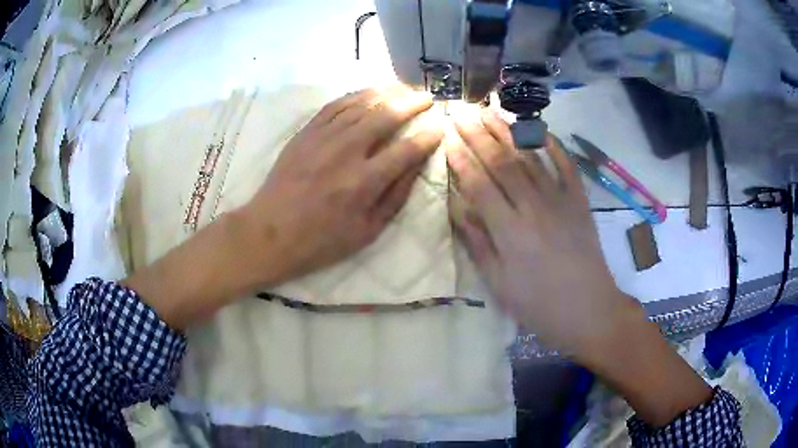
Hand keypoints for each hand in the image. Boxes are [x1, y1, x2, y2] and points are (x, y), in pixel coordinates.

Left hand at [240, 87, 442, 285]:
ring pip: (362, 104)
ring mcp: (323, 137)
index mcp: (365, 182)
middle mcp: (347, 151)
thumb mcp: (367, 231)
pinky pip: (335, 105)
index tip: (439, 127)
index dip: (428, 136)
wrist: (270, 232)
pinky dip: (356, 95)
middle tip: (427, 98)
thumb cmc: (321, 240)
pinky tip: (369, 93)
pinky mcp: (306, 132)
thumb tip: (417, 164)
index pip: (407, 149)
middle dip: (413, 103)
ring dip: (388, 92)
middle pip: (387, 115)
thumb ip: (396, 196)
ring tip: (404, 88)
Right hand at [447, 109, 711, 426]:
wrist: (589, 311)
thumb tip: (457, 207)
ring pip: (529, 158)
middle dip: (477, 135)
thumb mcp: (499, 285)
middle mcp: (533, 207)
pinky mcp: (579, 202)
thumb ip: (477, 243)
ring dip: (507, 132)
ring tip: (489, 111)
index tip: (446, 136)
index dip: (460, 158)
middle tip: (460, 112)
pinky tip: (540, 129)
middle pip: (501, 162)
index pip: (478, 183)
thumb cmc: (539, 305)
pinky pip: (566, 166)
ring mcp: (560, 200)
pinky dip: (553, 145)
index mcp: (509, 231)